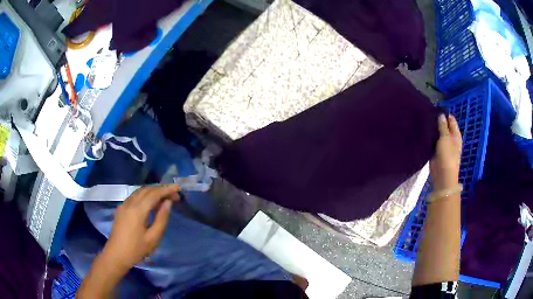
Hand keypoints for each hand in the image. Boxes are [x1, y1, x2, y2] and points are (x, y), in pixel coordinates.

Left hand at [101, 185, 179, 271]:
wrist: (116, 255)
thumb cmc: (136, 249)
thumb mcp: (153, 238)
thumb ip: (161, 219)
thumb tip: (168, 203)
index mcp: (137, 210)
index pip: (154, 194)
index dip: (167, 189)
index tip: (178, 188)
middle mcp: (129, 203)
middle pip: (146, 190)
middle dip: (161, 189)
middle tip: (174, 195)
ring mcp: (123, 205)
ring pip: (140, 191)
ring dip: (153, 191)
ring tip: (165, 197)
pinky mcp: (121, 208)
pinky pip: (134, 196)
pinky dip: (145, 195)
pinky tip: (151, 202)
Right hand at [430, 114, 461, 190]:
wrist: (443, 175)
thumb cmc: (447, 156)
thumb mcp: (445, 138)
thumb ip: (443, 126)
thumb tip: (441, 115)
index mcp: (455, 134)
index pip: (451, 119)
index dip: (444, 114)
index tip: (434, 109)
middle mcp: (450, 138)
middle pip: (444, 126)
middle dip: (437, 121)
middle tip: (427, 114)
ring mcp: (443, 145)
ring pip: (438, 133)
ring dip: (433, 129)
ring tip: (423, 121)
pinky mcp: (436, 151)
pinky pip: (433, 141)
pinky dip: (429, 138)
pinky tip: (423, 132)